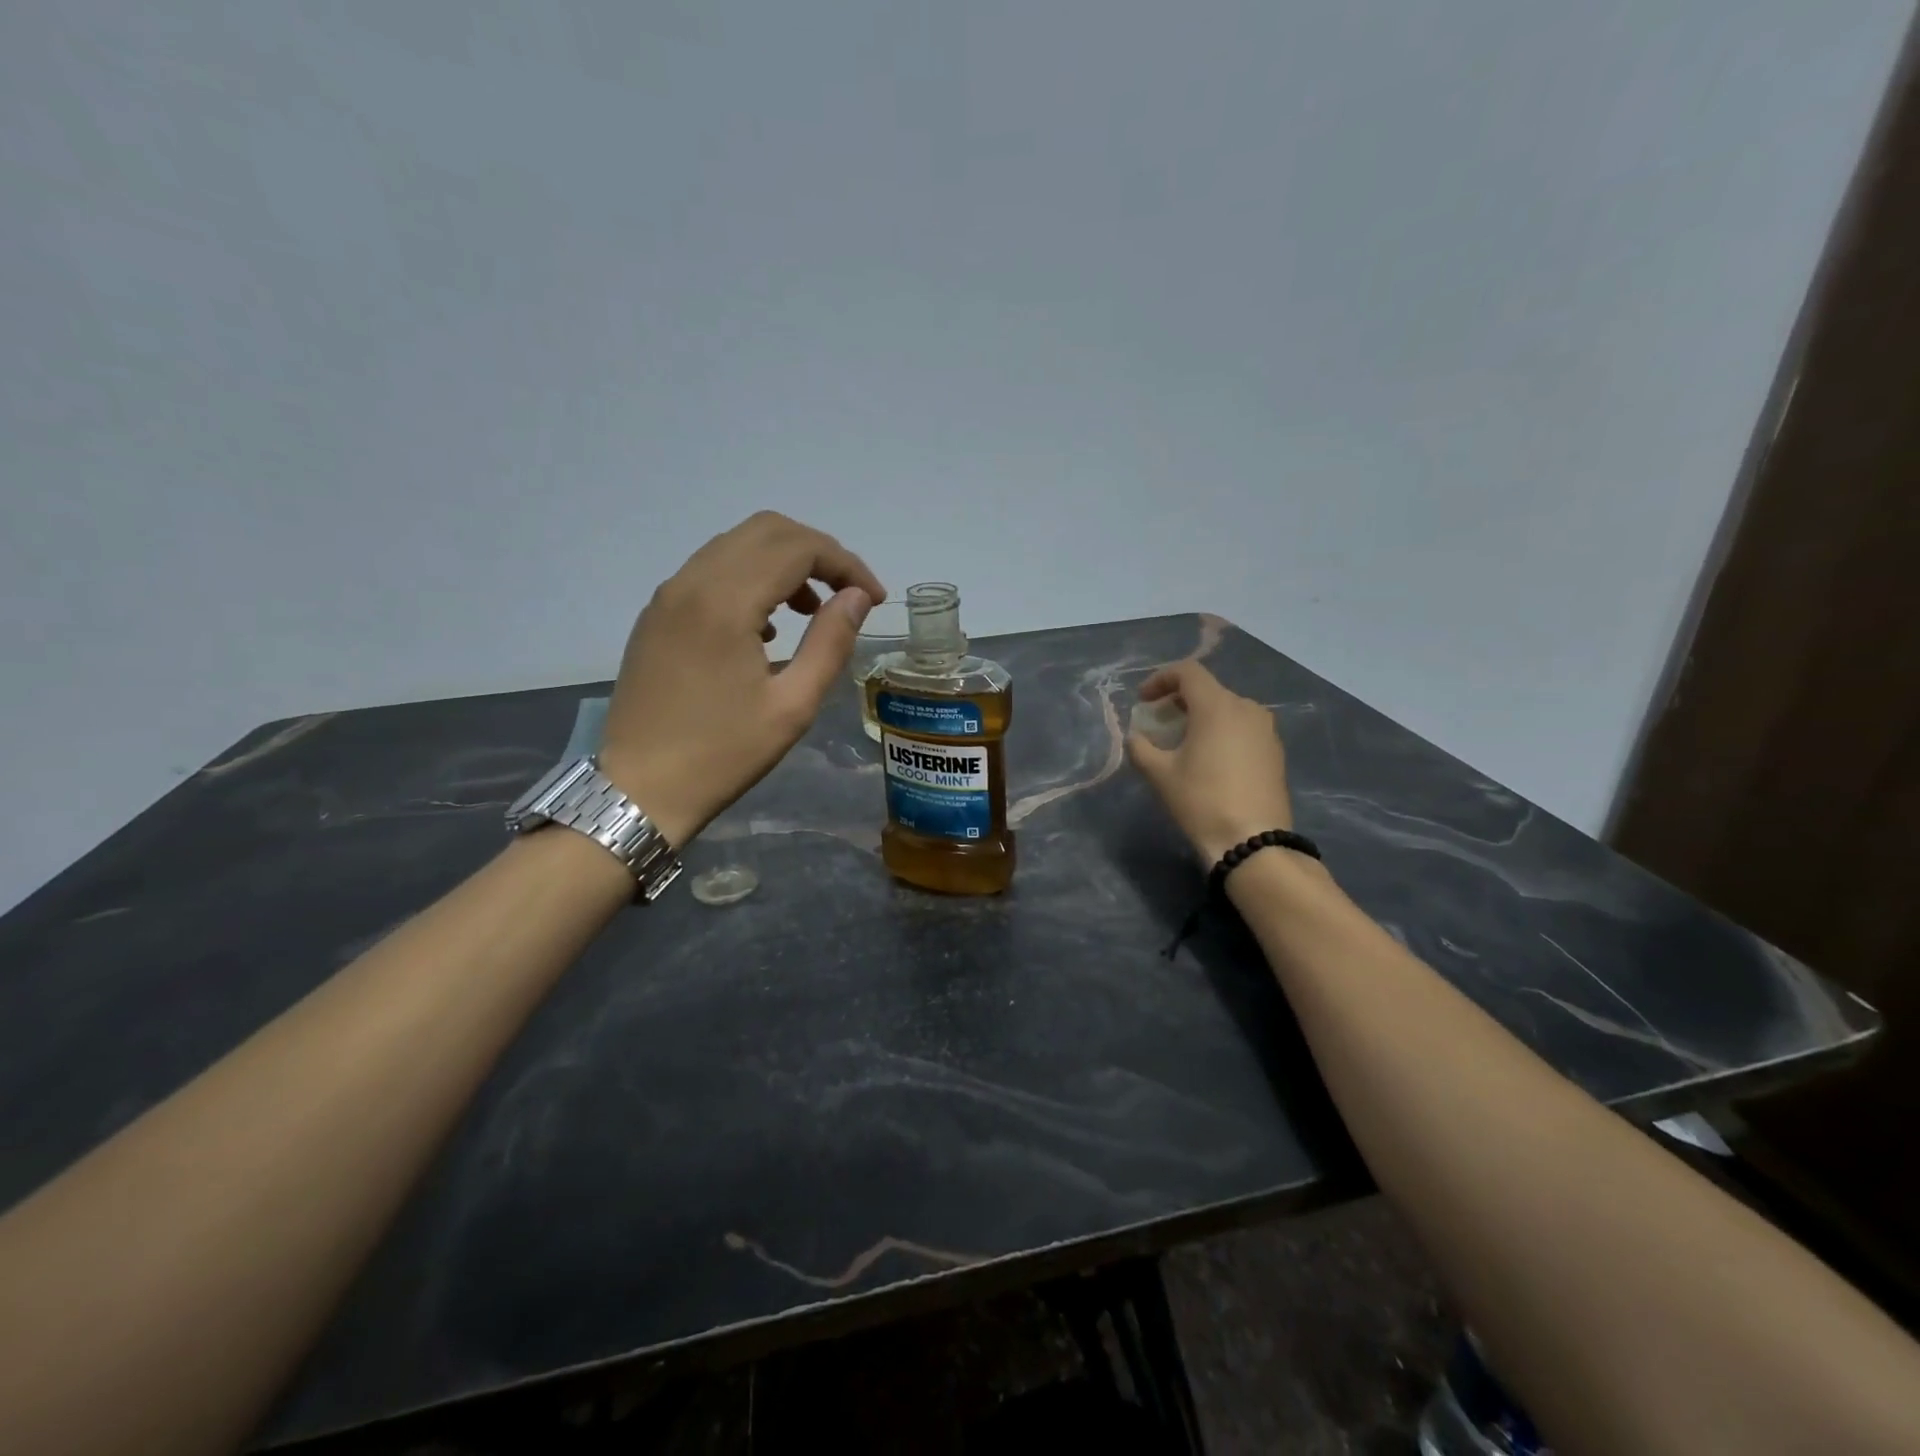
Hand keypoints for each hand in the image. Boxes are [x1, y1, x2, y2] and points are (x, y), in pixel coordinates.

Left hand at [600, 512, 884, 846]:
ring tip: (812, 611)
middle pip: (766, 530)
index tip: (874, 599)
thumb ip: (830, 642)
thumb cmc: (723, 754)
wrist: (639, 789)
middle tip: (847, 595)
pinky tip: (767, 628)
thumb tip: (857, 598)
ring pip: (736, 545)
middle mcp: (691, 582)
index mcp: (726, 602)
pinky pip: (711, 570)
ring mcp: (668, 596)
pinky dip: (751, 578)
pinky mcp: (657, 614)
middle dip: (817, 553)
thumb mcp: (793, 705)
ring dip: (784, 563)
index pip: (798, 548)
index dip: (846, 564)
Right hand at [1127, 661, 1294, 863]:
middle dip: (1178, 700)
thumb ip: (1141, 747)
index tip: (1143, 700)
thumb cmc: (1201, 801)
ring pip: (1227, 709)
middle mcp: (1246, 708)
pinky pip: (1243, 728)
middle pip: (1208, 690)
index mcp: (1217, 706)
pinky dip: (1222, 731)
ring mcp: (1266, 730)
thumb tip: (1136, 737)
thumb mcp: (1159, 774)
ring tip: (1183, 741)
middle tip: (1158, 722)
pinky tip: (1210, 758)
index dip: (1160, 679)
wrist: (1252, 841)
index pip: (1188, 672)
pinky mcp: (1275, 751)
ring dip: (1201, 716)